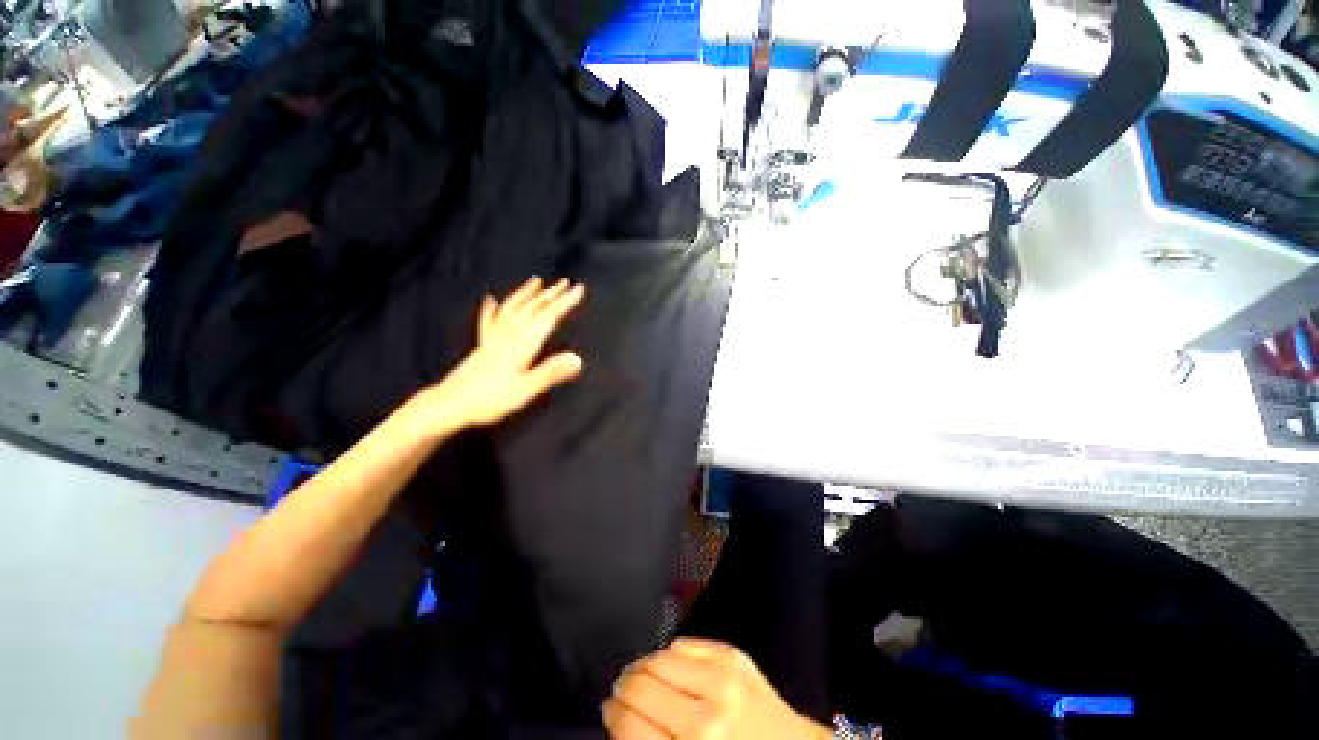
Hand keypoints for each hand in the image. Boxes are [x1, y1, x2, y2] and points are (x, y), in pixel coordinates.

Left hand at [417, 276, 584, 432]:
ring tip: (534, 281)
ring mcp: (494, 338)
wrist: (449, 404)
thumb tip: (578, 358)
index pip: (548, 317)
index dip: (565, 302)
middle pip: (532, 308)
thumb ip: (551, 372)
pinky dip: (492, 309)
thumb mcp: (525, 389)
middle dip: (550, 293)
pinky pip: (489, 321)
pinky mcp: (483, 345)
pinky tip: (490, 300)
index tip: (579, 288)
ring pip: (512, 308)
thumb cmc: (490, 399)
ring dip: (525, 293)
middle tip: (564, 281)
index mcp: (522, 343)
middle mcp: (509, 334)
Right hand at [603, 638, 832, 739]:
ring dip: (645, 666)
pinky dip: (673, 653)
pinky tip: (673, 665)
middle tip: (622, 689)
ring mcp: (722, 681)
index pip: (629, 725)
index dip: (612, 715)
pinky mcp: (734, 656)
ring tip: (643, 674)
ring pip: (659, 657)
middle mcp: (705, 719)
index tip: (609, 710)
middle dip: (625, 687)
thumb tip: (618, 716)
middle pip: (641, 686)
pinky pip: (686, 642)